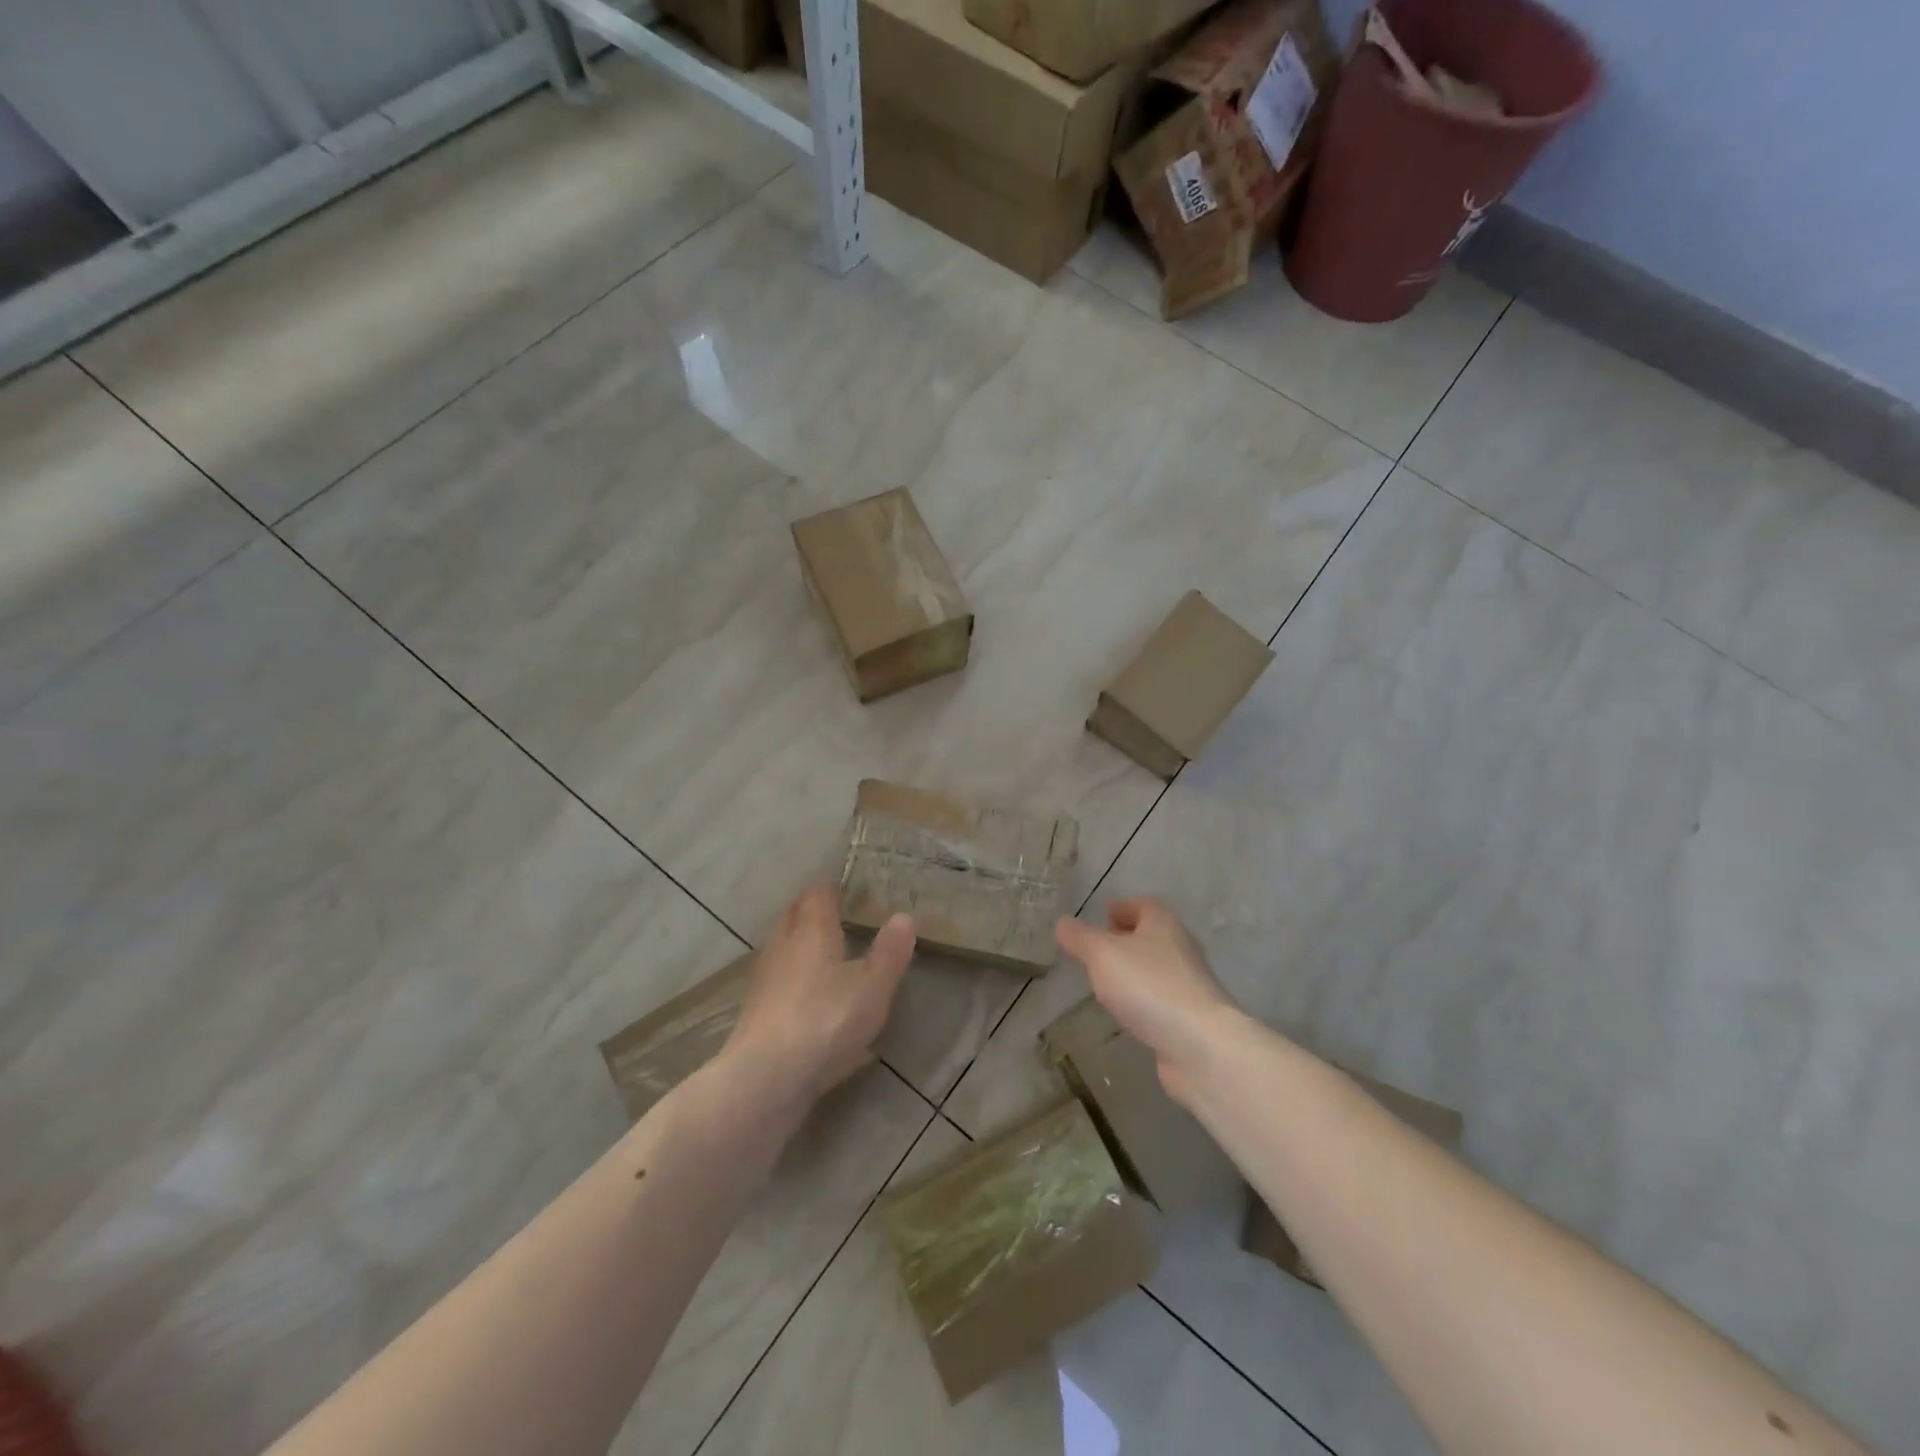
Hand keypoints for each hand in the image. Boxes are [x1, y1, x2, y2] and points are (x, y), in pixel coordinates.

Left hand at [724, 885, 914, 1106]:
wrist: (766, 1077)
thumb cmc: (826, 1020)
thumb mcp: (873, 987)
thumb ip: (889, 952)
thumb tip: (904, 916)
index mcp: (811, 930)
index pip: (817, 894)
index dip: (831, 889)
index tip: (848, 891)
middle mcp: (783, 946)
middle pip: (794, 916)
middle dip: (812, 912)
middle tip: (837, 916)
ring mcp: (765, 980)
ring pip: (783, 949)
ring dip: (801, 947)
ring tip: (826, 956)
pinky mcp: (756, 1013)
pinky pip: (778, 982)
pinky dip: (793, 981)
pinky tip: (810, 999)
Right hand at [1055, 898, 1237, 1105]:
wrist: (1200, 1045)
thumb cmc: (1149, 986)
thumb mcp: (1102, 954)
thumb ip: (1080, 938)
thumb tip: (1063, 923)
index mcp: (1163, 924)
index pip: (1144, 905)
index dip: (1123, 907)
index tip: (1103, 915)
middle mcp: (1180, 948)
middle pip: (1152, 936)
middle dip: (1126, 939)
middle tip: (1098, 949)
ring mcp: (1189, 985)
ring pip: (1156, 968)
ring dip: (1133, 971)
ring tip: (1105, 981)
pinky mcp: (1189, 1018)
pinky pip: (1160, 999)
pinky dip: (1142, 999)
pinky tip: (1126, 1012)